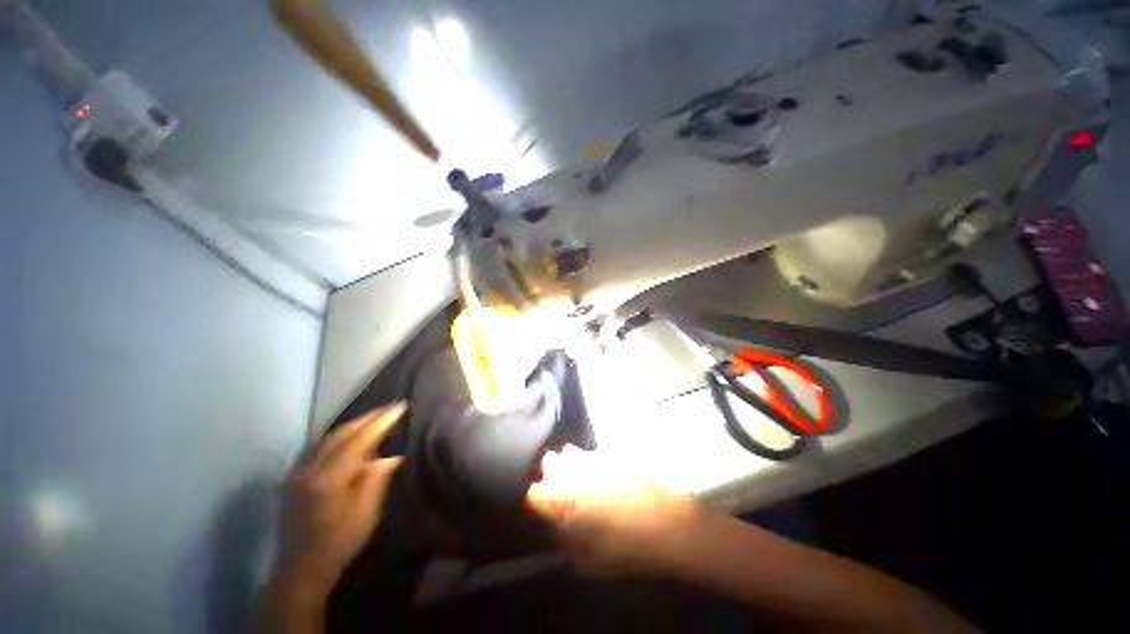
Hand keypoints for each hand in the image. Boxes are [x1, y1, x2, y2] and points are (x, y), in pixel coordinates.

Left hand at [274, 404, 406, 599]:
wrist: (300, 569)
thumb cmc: (339, 544)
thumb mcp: (366, 514)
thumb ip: (377, 479)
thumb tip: (392, 454)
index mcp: (328, 481)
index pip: (359, 440)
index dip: (381, 422)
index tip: (400, 407)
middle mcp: (308, 470)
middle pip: (341, 433)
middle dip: (368, 418)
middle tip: (391, 407)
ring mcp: (296, 473)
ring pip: (327, 437)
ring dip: (354, 424)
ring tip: (375, 416)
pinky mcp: (292, 477)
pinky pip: (318, 446)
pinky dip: (338, 436)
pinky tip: (350, 435)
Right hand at [527, 445, 698, 576]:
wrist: (666, 523)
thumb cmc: (625, 548)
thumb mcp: (589, 563)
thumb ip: (567, 543)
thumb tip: (559, 530)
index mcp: (563, 500)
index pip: (535, 493)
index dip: (539, 501)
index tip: (546, 509)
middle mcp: (573, 471)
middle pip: (549, 462)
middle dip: (552, 473)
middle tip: (562, 488)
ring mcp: (593, 457)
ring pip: (570, 451)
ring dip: (570, 463)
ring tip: (582, 477)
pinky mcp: (612, 451)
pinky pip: (593, 452)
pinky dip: (592, 460)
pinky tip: (603, 472)